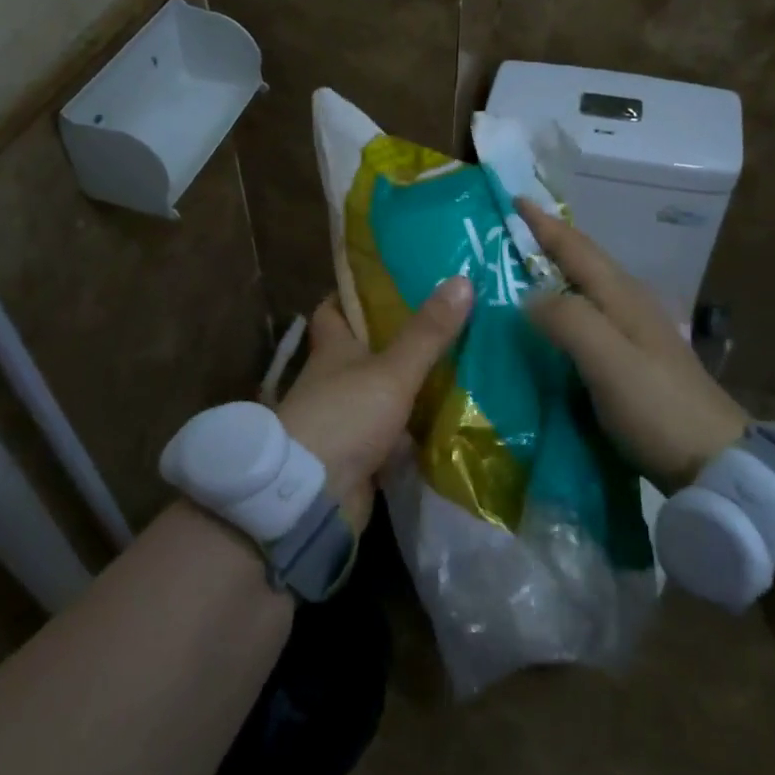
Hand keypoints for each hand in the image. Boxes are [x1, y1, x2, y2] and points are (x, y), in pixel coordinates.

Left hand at [276, 278, 472, 527]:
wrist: (312, 495)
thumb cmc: (345, 416)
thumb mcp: (391, 370)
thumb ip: (427, 332)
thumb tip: (462, 279)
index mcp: (332, 349)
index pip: (332, 310)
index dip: (351, 295)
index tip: (385, 283)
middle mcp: (333, 380)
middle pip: (362, 352)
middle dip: (395, 340)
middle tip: (442, 324)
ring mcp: (344, 419)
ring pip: (380, 394)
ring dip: (408, 387)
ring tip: (458, 368)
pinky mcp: (358, 455)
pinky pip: (390, 435)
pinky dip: (412, 430)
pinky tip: (447, 422)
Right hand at [517, 199, 748, 493]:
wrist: (715, 461)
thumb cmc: (657, 407)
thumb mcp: (608, 361)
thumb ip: (568, 320)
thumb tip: (528, 297)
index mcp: (622, 296)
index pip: (576, 248)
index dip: (544, 224)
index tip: (515, 198)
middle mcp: (630, 304)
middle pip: (584, 261)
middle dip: (549, 241)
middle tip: (510, 233)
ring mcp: (638, 332)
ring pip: (588, 287)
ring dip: (557, 272)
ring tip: (522, 272)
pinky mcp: (637, 359)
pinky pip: (591, 316)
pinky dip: (566, 306)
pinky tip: (553, 324)